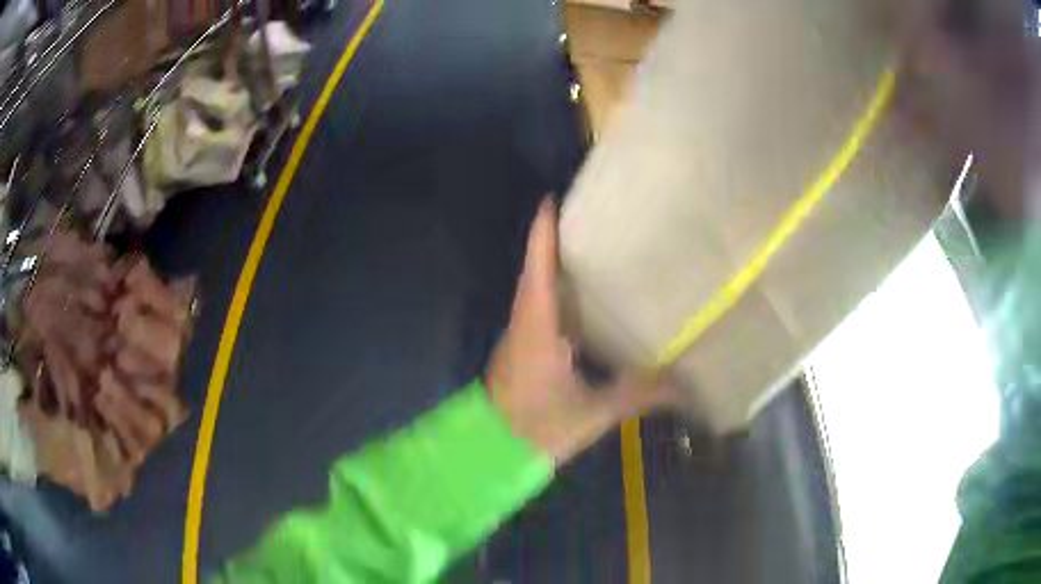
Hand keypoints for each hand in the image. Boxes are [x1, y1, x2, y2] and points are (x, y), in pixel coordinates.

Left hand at [486, 199, 676, 464]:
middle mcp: (523, 324)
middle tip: (585, 220)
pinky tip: (580, 304)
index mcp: (536, 327)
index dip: (542, 233)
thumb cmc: (537, 428)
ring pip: (534, 292)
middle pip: (535, 272)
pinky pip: (537, 312)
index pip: (537, 269)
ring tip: (589, 252)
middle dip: (553, 242)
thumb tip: (683, 384)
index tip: (551, 200)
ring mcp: (518, 338)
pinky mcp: (520, 353)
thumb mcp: (591, 412)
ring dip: (553, 268)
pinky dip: (554, 296)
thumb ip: (636, 394)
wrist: (491, 453)